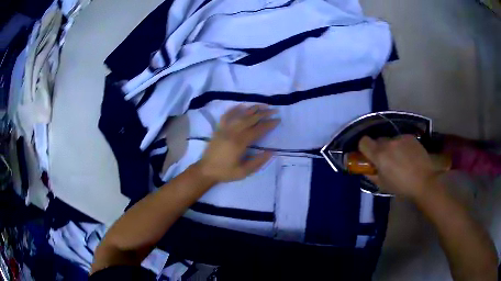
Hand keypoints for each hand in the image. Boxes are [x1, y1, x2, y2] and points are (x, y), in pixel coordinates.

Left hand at [197, 105, 279, 182]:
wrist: (206, 170)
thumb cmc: (225, 172)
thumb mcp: (243, 172)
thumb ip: (257, 162)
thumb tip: (271, 152)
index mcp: (239, 143)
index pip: (258, 130)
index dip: (269, 124)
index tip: (278, 120)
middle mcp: (232, 132)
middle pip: (250, 119)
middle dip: (263, 114)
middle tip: (274, 110)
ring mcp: (224, 129)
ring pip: (240, 115)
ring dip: (252, 109)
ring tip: (262, 105)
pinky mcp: (218, 129)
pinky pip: (226, 116)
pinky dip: (234, 109)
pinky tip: (241, 106)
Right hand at [358, 135, 441, 199]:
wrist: (424, 181)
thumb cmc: (402, 187)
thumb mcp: (382, 185)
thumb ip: (371, 175)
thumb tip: (367, 169)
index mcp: (379, 155)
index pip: (363, 142)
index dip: (364, 149)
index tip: (369, 157)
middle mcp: (388, 143)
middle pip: (377, 140)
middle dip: (379, 149)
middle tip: (386, 161)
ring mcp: (400, 138)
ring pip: (390, 140)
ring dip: (391, 148)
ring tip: (401, 160)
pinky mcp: (410, 137)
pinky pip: (401, 140)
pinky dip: (402, 146)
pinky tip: (409, 156)